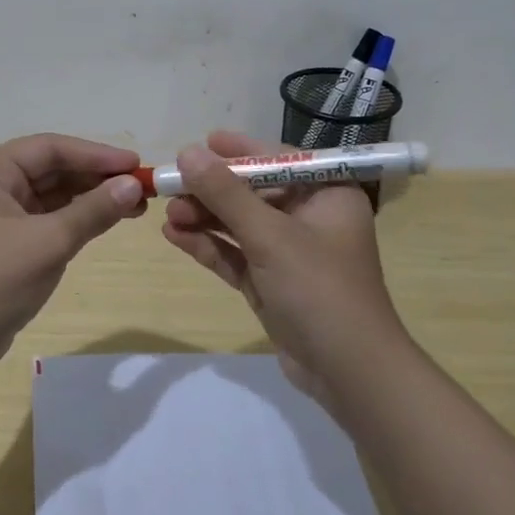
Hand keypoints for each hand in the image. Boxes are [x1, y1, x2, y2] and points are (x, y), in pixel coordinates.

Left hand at [0, 134, 143, 378]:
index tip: (135, 164)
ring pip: (53, 195)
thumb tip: (134, 186)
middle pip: (51, 169)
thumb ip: (93, 210)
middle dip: (96, 177)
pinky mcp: (7, 242)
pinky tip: (108, 220)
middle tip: (141, 187)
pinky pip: (48, 218)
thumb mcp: (49, 242)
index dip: (95, 154)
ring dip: (91, 198)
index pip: (49, 149)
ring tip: (135, 205)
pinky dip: (77, 219)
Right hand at [161, 131, 400, 410]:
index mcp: (327, 194)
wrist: (347, 372)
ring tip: (166, 213)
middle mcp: (310, 217)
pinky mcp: (271, 282)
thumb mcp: (270, 236)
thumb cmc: (319, 289)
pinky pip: (236, 255)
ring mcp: (289, 253)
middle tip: (170, 185)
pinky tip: (174, 236)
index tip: (201, 143)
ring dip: (205, 218)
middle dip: (212, 190)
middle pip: (253, 192)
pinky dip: (208, 246)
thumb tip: (188, 152)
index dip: (238, 151)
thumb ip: (226, 194)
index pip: (278, 160)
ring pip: (239, 224)